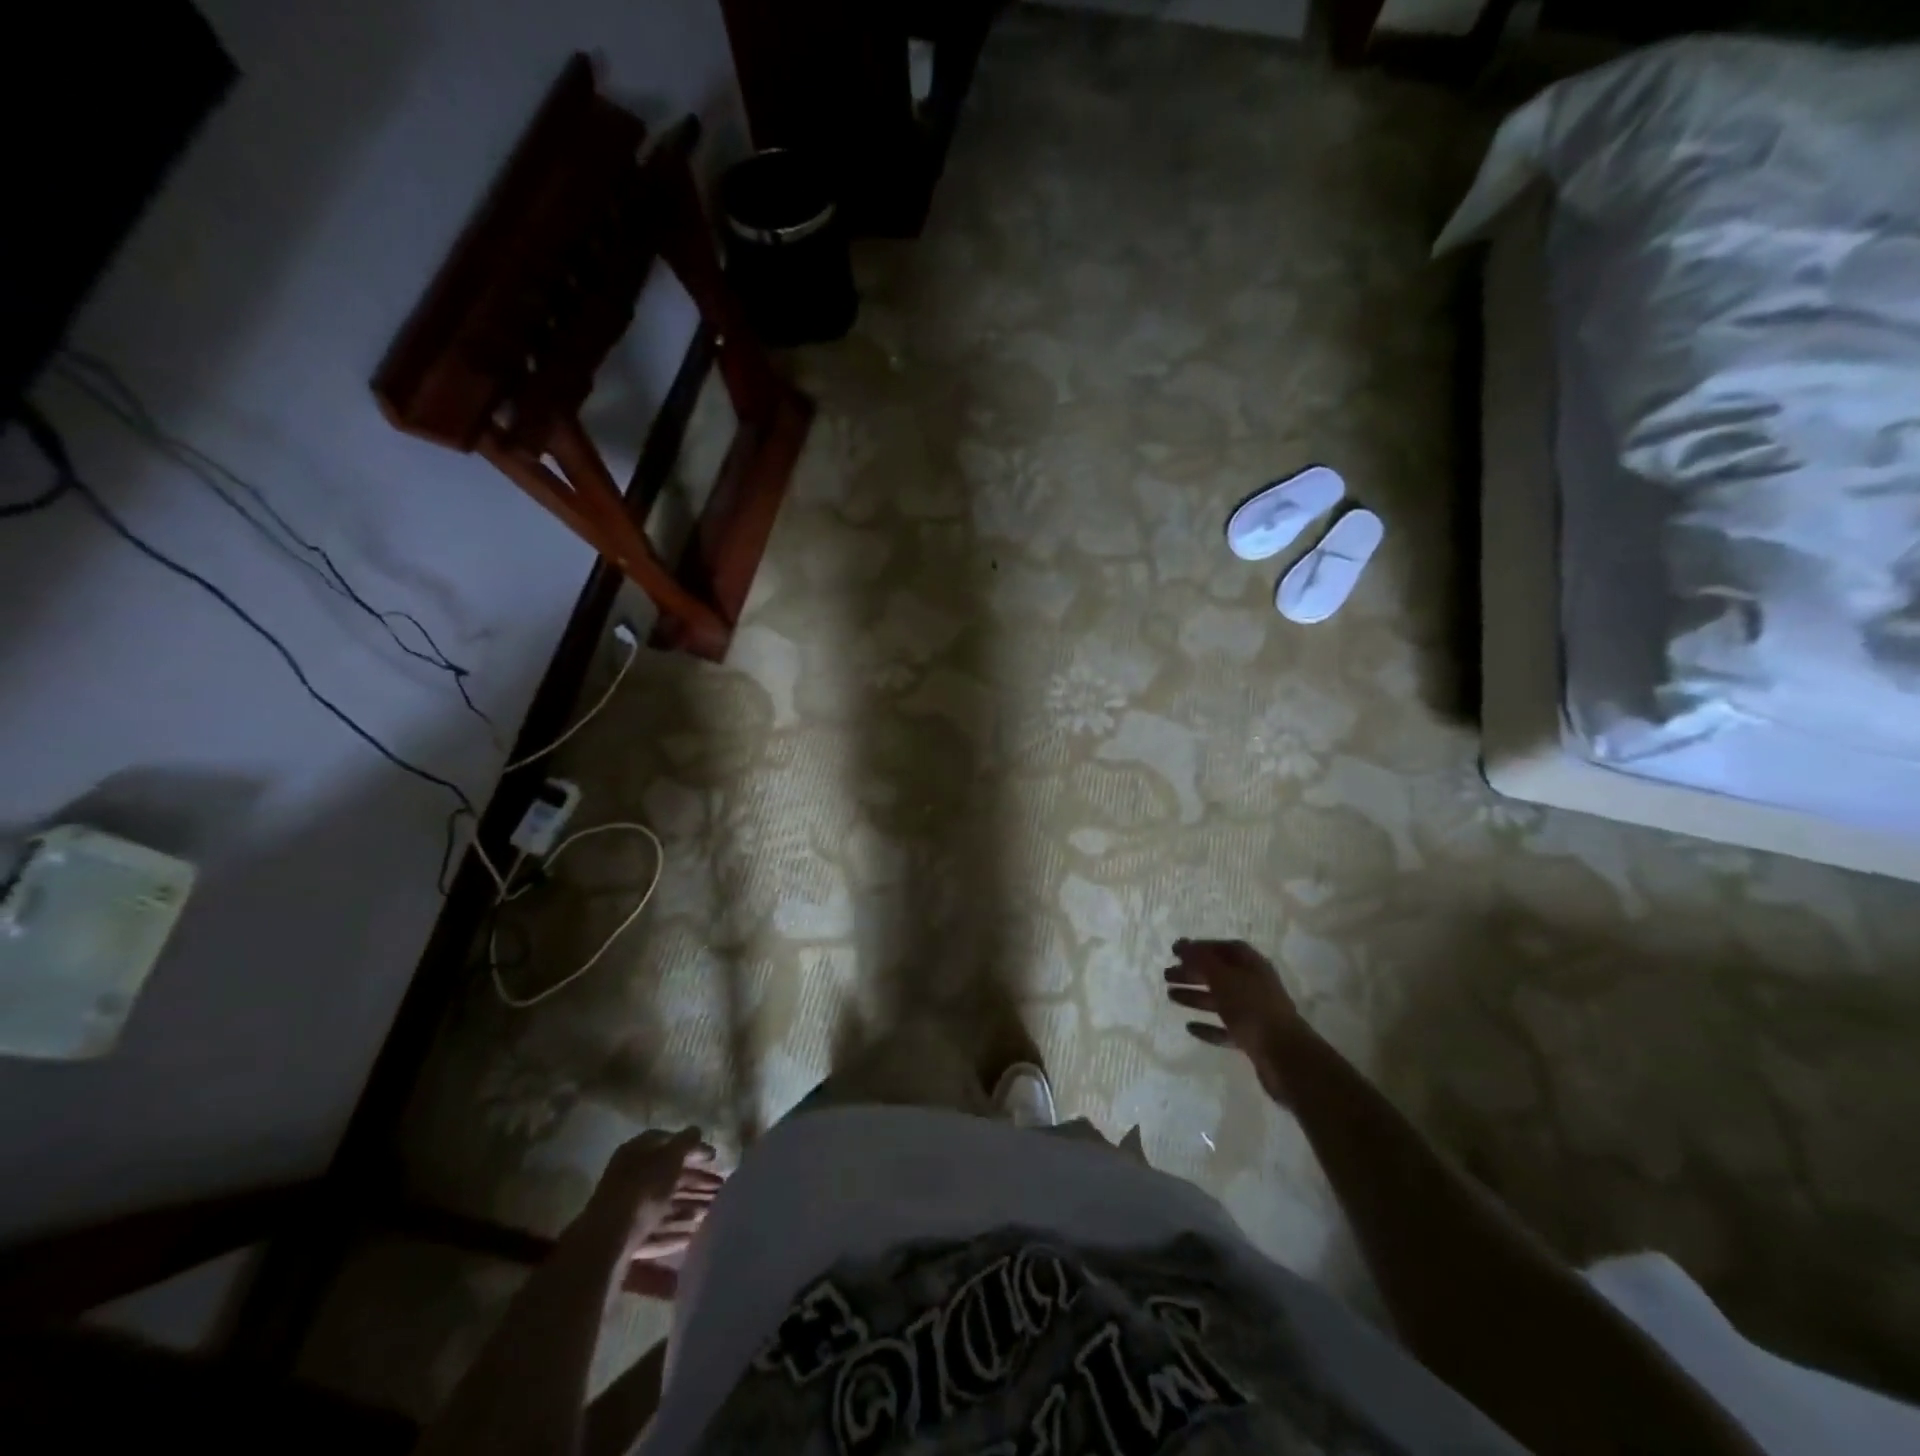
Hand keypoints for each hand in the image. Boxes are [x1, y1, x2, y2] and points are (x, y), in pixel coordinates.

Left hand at [595, 1128, 726, 1297]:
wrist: (608, 1241)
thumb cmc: (643, 1189)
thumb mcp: (670, 1157)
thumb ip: (686, 1142)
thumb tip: (696, 1130)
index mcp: (637, 1152)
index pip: (667, 1142)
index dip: (691, 1148)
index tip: (713, 1157)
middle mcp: (629, 1177)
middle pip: (667, 1176)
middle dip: (695, 1182)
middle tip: (720, 1187)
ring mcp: (626, 1209)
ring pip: (663, 1203)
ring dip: (689, 1206)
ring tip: (712, 1211)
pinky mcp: (626, 1237)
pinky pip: (656, 1228)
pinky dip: (675, 1229)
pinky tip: (693, 1233)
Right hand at [1163, 939, 1306, 1101]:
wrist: (1285, 1057)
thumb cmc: (1252, 1009)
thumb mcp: (1223, 978)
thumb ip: (1201, 960)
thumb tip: (1182, 943)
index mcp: (1252, 966)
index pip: (1225, 948)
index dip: (1201, 948)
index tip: (1177, 951)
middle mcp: (1255, 985)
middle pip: (1220, 974)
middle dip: (1193, 973)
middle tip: (1167, 975)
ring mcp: (1255, 1013)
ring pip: (1220, 1000)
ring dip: (1196, 997)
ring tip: (1171, 997)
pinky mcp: (1252, 1038)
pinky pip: (1225, 1028)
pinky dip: (1208, 1027)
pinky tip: (1190, 1028)